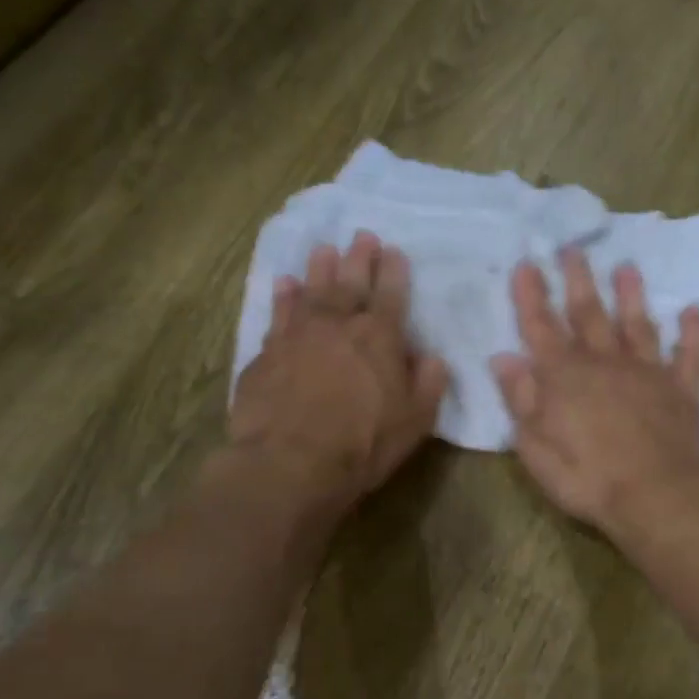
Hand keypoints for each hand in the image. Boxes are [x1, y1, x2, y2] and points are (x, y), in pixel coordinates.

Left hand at [230, 231, 449, 510]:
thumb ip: (427, 384)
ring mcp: (298, 335)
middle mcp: (339, 325)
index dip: (394, 272)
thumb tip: (431, 357)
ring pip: (312, 290)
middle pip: (351, 283)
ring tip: (324, 248)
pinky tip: (285, 283)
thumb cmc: (363, 444)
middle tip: (362, 236)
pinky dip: (284, 296)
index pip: (391, 295)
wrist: (291, 462)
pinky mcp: (267, 352)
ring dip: (320, 268)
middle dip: (359, 258)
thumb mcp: (414, 421)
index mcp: (380, 338)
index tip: (394, 251)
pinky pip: (278, 314)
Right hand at [489, 249, 698, 531]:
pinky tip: (694, 310)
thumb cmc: (588, 479)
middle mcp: (606, 364)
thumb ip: (520, 400)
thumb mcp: (536, 448)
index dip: (531, 295)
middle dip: (578, 280)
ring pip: (638, 324)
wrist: (657, 498)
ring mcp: (648, 373)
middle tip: (573, 248)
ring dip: (631, 295)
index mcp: (565, 378)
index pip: (541, 327)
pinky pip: (690, 354)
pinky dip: (693, 332)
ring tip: (627, 267)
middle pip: (589, 314)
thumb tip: (504, 357)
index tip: (526, 263)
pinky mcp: (683, 391)